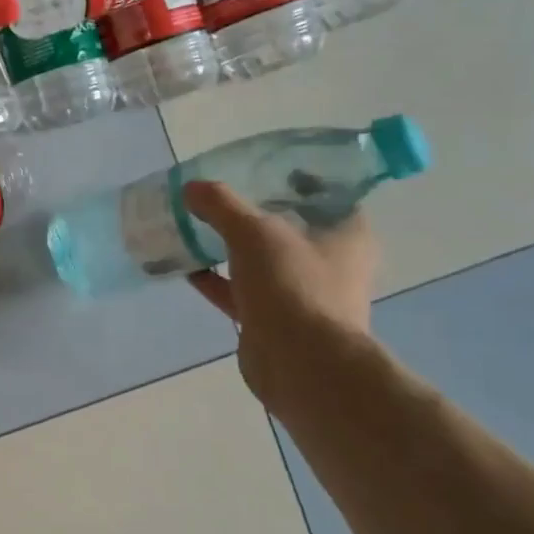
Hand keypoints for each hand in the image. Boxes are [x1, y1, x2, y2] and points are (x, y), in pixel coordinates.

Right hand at [182, 181, 377, 410]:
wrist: (300, 365)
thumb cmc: (292, 286)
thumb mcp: (253, 232)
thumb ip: (221, 205)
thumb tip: (191, 187)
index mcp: (347, 234)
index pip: (327, 194)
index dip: (295, 178)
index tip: (259, 169)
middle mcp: (331, 263)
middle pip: (289, 227)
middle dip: (253, 213)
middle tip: (216, 198)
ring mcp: (302, 294)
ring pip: (262, 261)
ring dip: (230, 247)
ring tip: (194, 228)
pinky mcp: (275, 320)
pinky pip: (242, 291)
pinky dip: (217, 280)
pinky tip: (186, 268)